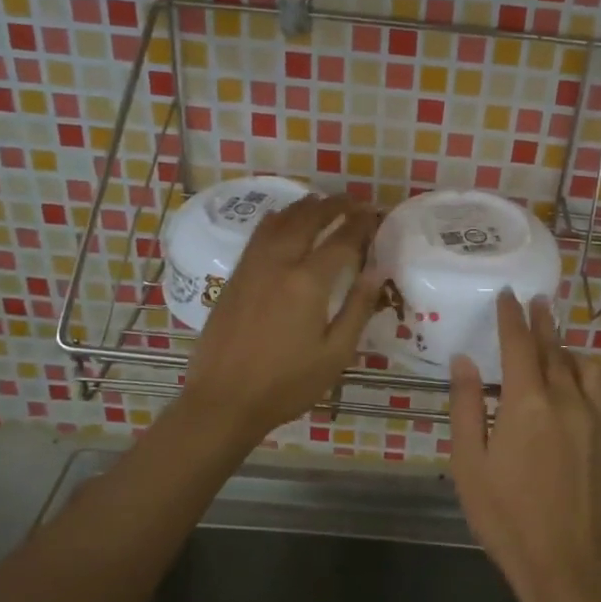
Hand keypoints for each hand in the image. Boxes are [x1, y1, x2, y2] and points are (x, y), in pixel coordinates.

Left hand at [183, 195, 378, 443]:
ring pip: (280, 221)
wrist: (224, 400)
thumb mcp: (335, 354)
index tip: (375, 213)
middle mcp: (279, 263)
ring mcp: (252, 267)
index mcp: (308, 282)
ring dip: (304, 207)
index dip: (361, 224)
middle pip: (308, 219)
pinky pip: (259, 235)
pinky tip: (283, 220)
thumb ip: (358, 307)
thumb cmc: (287, 384)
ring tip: (322, 202)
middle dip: (334, 205)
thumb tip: (376, 269)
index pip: (341, 240)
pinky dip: (277, 219)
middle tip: (353, 201)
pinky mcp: (235, 276)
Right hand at [448, 292, 600, 601]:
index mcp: (526, 402)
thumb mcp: (468, 464)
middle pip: (555, 349)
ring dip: (572, 351)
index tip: (508, 295)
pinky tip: (599, 381)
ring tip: (561, 347)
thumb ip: (466, 406)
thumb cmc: (507, 516)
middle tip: (537, 302)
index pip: (518, 343)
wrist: (567, 564)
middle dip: (542, 322)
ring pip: (589, 368)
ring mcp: (600, 419)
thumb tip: (465, 360)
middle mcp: (567, 399)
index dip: (511, 316)